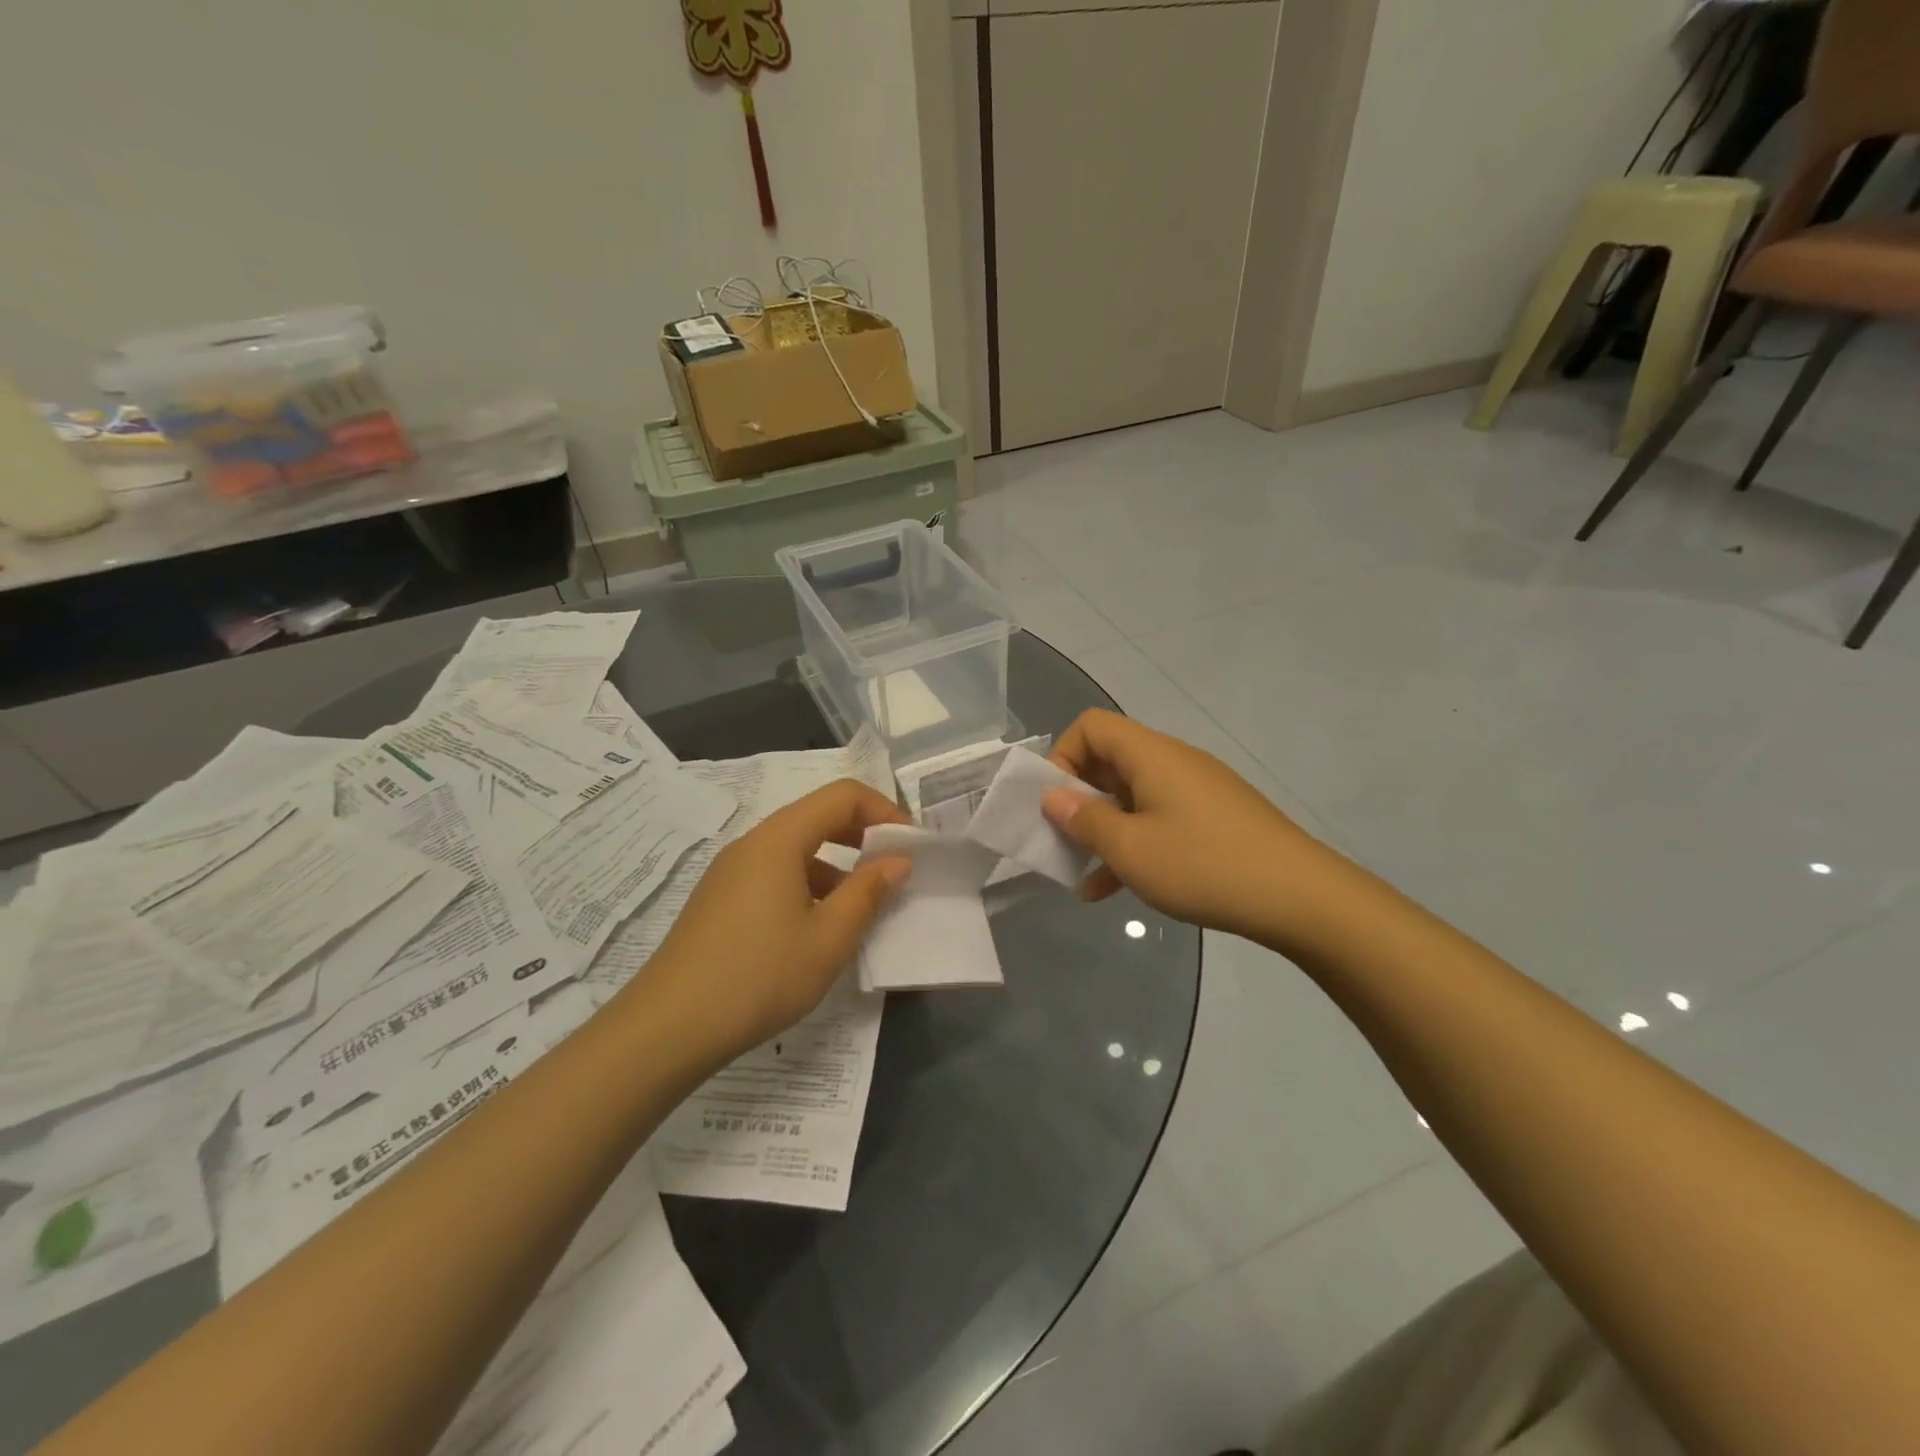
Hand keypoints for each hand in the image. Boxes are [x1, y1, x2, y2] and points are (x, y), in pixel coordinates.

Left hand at [630, 779, 910, 1066]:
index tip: (911, 846)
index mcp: (779, 840)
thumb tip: (897, 861)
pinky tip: (820, 929)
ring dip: (838, 865)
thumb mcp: (828, 938)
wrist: (667, 1029)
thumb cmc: (759, 976)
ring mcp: (731, 872)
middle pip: (817, 816)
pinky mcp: (721, 900)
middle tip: (895, 869)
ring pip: (797, 849)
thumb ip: (868, 892)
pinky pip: (776, 875)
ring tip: (863, 907)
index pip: (842, 796)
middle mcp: (753, 844)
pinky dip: (810, 885)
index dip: (884, 811)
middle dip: (863, 835)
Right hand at [1044, 709, 1327, 942]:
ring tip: (1084, 874)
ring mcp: (1198, 789)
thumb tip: (1054, 797)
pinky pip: (1160, 818)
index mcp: (1151, 755)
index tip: (1056, 803)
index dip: (1062, 756)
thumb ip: (1084, 820)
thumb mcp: (1130, 849)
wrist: (1301, 898)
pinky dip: (1135, 843)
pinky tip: (1116, 890)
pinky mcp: (1215, 817)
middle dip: (1078, 798)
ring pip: (1133, 796)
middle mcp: (1174, 761)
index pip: (1091, 726)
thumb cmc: (1204, 866)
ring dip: (1104, 828)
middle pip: (1110, 760)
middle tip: (1063, 840)